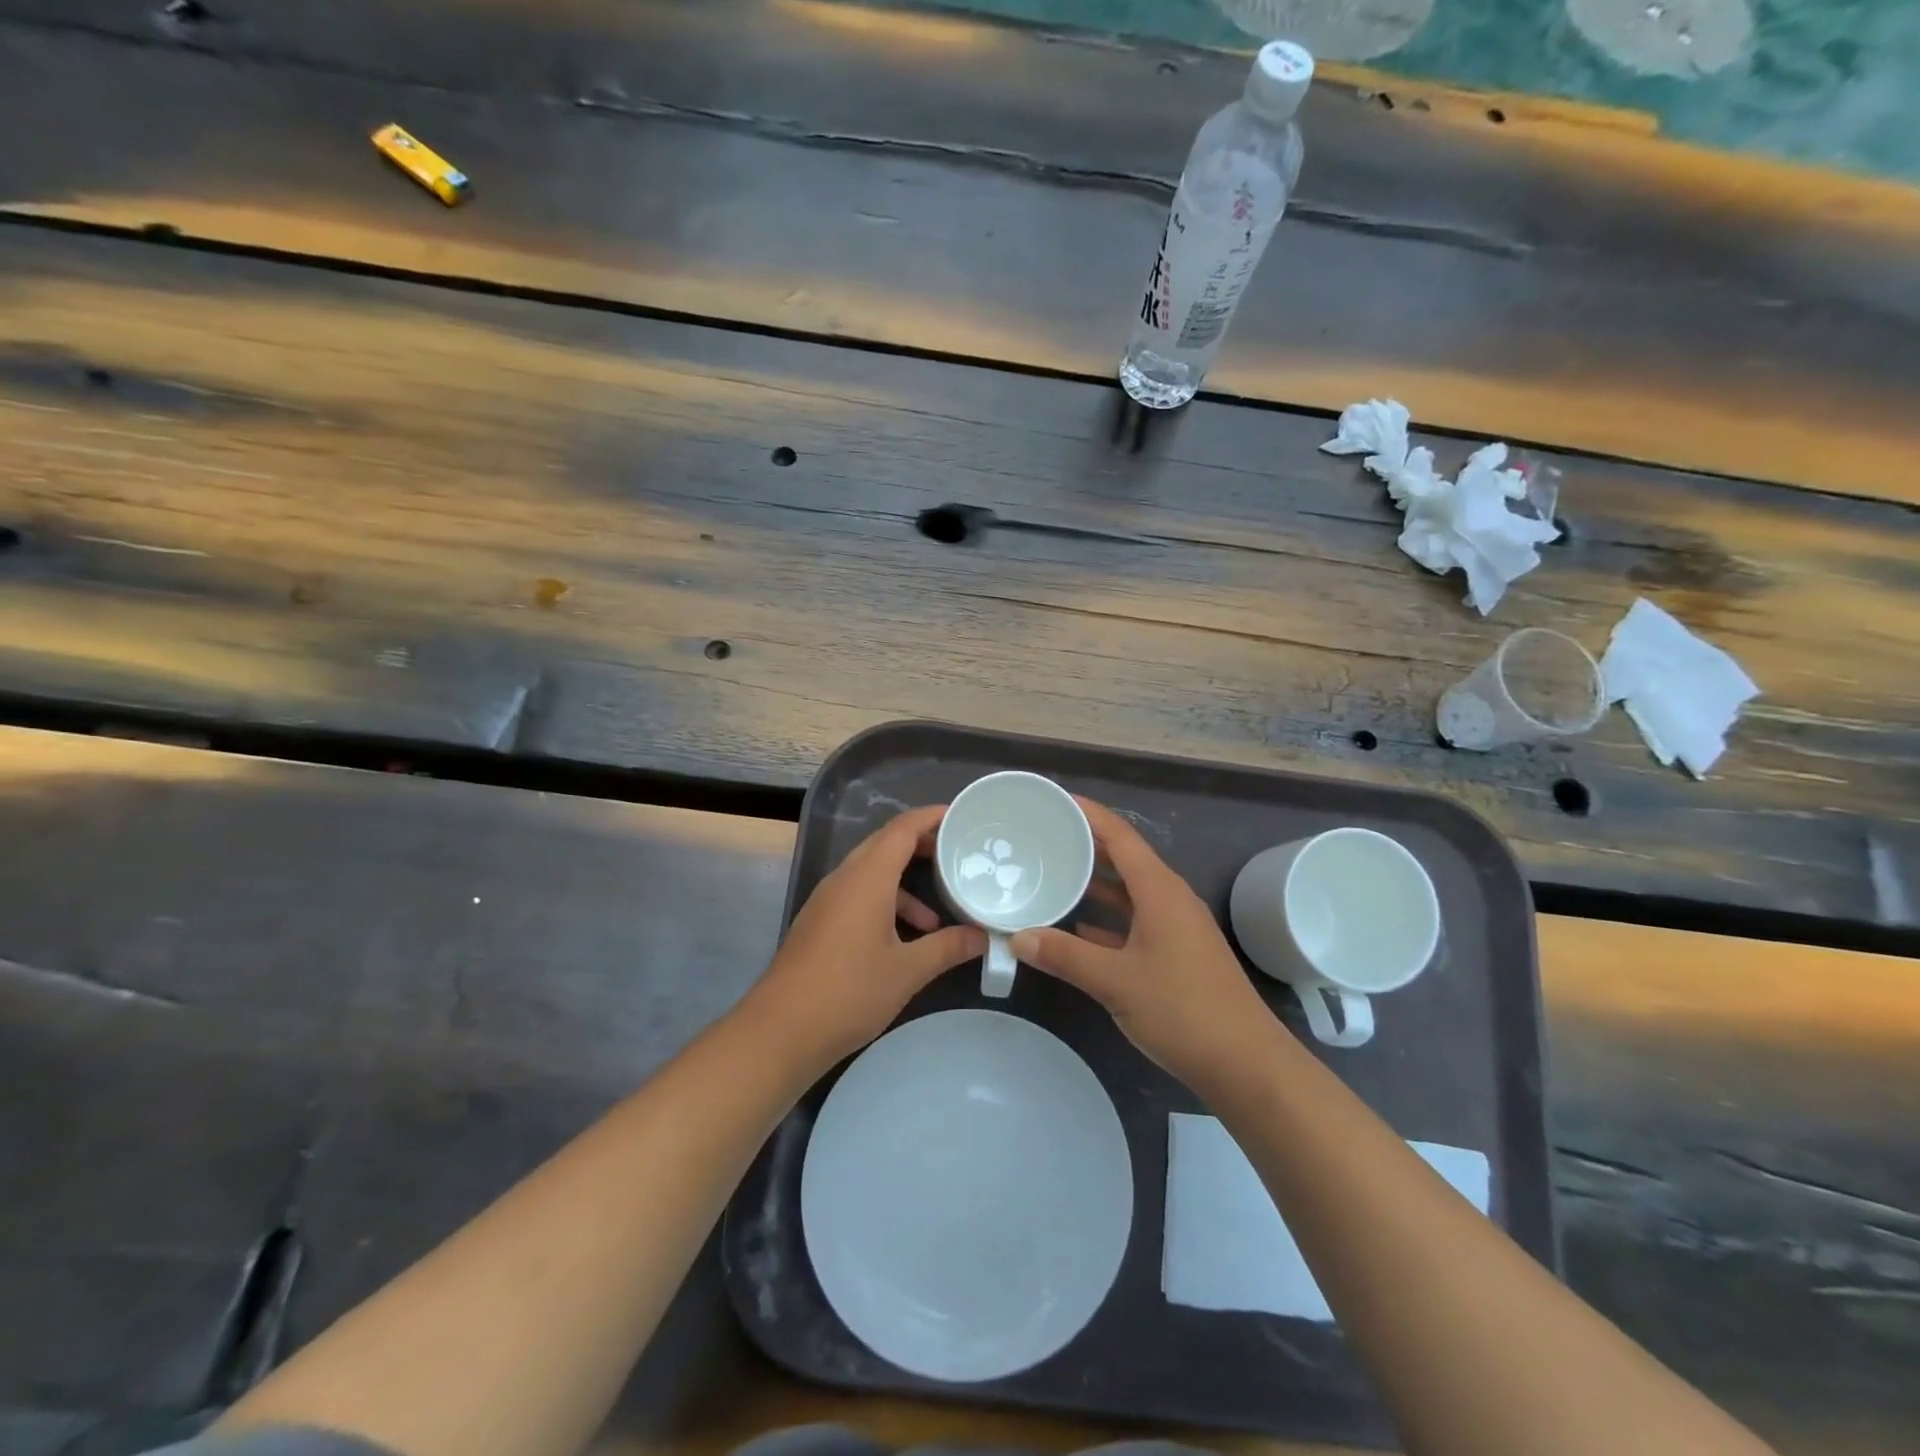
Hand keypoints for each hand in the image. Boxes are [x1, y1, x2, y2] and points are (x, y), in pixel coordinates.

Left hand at [751, 805, 984, 1070]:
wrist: (780, 1032)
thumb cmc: (848, 992)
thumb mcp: (907, 971)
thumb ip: (948, 947)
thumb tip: (983, 937)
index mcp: (866, 878)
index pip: (901, 829)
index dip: (931, 817)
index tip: (961, 816)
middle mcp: (844, 879)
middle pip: (885, 845)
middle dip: (922, 846)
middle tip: (957, 854)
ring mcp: (827, 901)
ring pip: (872, 873)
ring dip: (905, 884)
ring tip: (938, 915)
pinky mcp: (820, 923)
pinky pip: (859, 896)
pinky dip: (886, 905)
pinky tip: (904, 941)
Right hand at [1011, 797, 1278, 1091]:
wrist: (1246, 1064)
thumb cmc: (1183, 1010)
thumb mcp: (1115, 981)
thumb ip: (1065, 956)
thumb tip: (1018, 938)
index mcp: (1160, 891)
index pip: (1121, 836)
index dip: (1090, 815)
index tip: (1055, 801)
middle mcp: (1170, 899)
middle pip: (1125, 859)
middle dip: (1087, 846)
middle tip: (1044, 837)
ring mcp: (1177, 927)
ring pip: (1130, 892)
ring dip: (1096, 883)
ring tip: (1054, 875)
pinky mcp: (1178, 953)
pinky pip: (1136, 921)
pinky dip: (1108, 918)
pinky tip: (1079, 928)